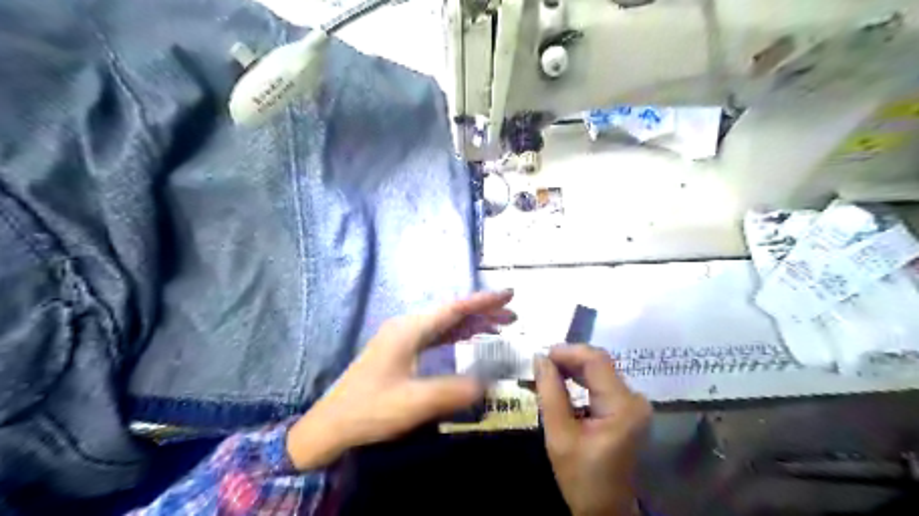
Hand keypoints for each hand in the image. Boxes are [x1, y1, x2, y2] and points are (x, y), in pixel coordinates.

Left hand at [286, 292, 515, 468]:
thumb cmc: (371, 410)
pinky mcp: (400, 349)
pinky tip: (468, 341)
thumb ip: (454, 391)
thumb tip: (488, 382)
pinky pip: (435, 334)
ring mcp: (402, 337)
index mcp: (410, 330)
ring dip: (471, 323)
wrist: (332, 423)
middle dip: (482, 312)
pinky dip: (456, 335)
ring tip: (499, 328)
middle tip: (512, 316)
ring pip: (443, 323)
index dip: (483, 301)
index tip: (510, 293)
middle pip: (451, 312)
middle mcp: (406, 326)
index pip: (454, 309)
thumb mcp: (415, 403)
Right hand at [536, 346, 656, 514]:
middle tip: (539, 365)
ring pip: (598, 370)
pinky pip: (600, 383)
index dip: (567, 352)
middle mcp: (634, 399)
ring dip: (571, 368)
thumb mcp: (559, 434)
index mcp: (623, 406)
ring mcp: (632, 403)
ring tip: (544, 373)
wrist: (605, 508)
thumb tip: (540, 358)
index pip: (596, 360)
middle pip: (598, 363)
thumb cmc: (581, 477)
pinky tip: (559, 383)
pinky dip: (578, 380)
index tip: (541, 356)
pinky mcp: (626, 408)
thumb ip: (550, 392)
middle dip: (567, 359)